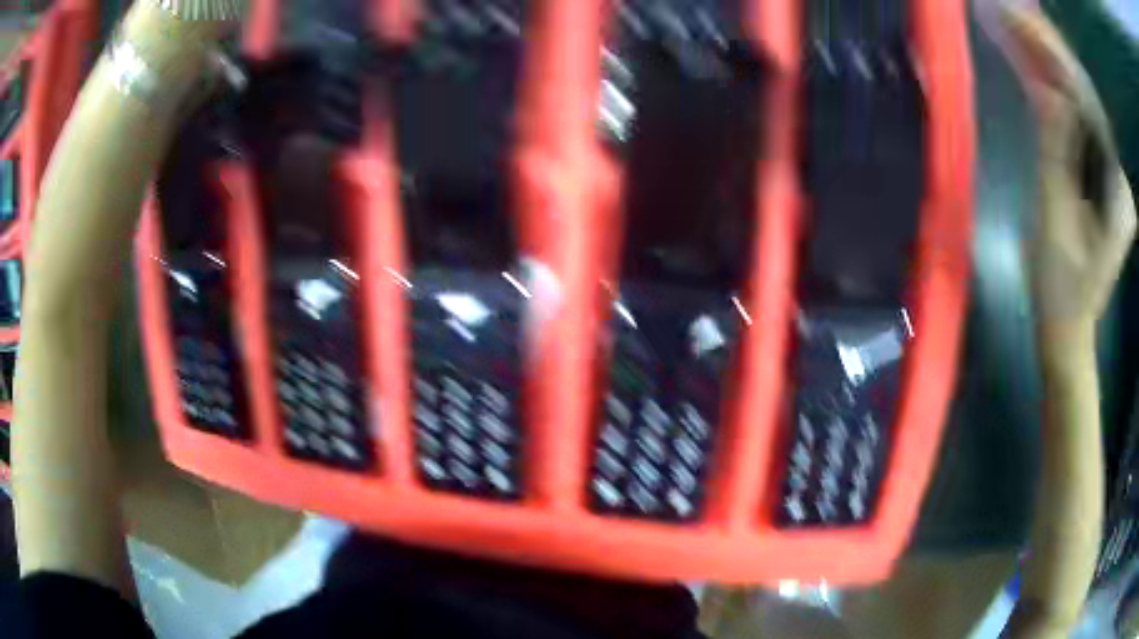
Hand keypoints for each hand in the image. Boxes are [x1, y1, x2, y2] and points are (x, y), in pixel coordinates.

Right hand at [1001, 7, 1135, 342]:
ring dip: (1051, 61)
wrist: (1070, 330)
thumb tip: (1048, 91)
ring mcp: (1111, 174)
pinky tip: (1036, 64)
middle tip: (1013, 10)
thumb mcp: (1056, 224)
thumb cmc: (1060, 290)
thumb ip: (1057, 154)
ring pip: (1082, 102)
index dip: (1054, 57)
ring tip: (1019, 23)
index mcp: (1115, 190)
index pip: (1085, 103)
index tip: (1020, 19)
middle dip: (1051, 48)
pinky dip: (1057, 87)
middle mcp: (1118, 175)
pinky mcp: (1101, 175)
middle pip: (1085, 97)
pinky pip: (1079, 119)